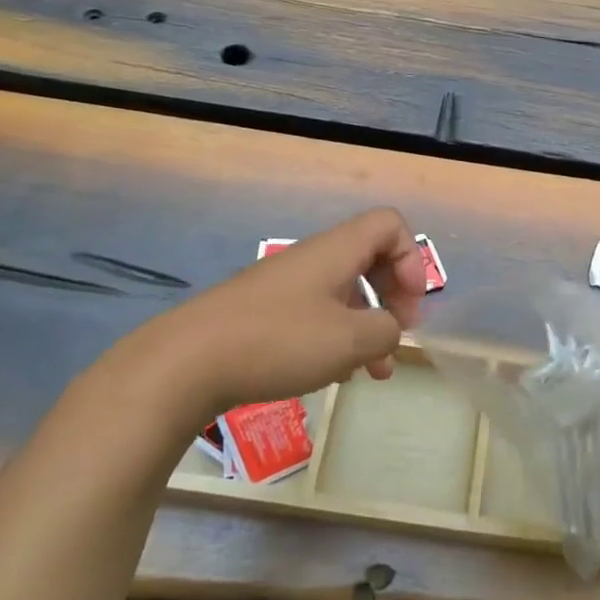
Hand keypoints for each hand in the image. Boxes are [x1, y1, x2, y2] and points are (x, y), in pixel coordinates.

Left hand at [120, 208, 428, 421]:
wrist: (187, 361)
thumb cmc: (278, 340)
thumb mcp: (348, 340)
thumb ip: (386, 331)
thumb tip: (389, 330)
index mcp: (337, 250)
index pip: (390, 225)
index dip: (411, 259)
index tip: (408, 305)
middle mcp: (314, 258)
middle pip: (370, 258)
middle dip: (393, 296)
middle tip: (397, 336)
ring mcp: (286, 284)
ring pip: (343, 291)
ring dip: (366, 325)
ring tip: (372, 372)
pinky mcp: (264, 311)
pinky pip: (315, 312)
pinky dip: (335, 336)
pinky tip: (331, 374)